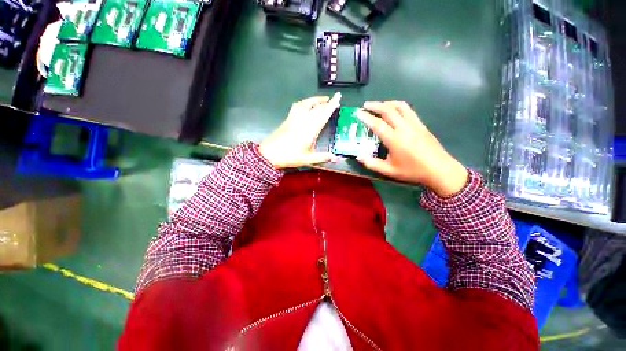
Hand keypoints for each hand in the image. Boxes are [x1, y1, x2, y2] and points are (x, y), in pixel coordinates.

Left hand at [259, 93, 340, 168]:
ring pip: (306, 103)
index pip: (323, 114)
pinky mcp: (288, 118)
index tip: (338, 96)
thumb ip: (323, 157)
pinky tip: (306, 105)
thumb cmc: (290, 156)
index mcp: (310, 129)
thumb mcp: (308, 159)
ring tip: (323, 100)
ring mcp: (294, 118)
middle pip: (316, 107)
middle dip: (326, 102)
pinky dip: (305, 102)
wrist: (269, 154)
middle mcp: (303, 120)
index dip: (331, 105)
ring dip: (316, 100)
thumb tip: (337, 158)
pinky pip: (298, 106)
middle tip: (334, 99)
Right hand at [356, 101, 468, 196]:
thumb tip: (358, 157)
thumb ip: (372, 164)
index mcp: (394, 140)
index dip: (366, 117)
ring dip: (387, 103)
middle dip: (375, 106)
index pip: (377, 124)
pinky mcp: (421, 124)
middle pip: (388, 110)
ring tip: (379, 105)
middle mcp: (404, 128)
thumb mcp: (389, 171)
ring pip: (400, 106)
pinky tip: (394, 111)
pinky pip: (408, 110)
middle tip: (365, 105)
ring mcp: (414, 124)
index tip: (358, 113)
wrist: (439, 170)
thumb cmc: (412, 171)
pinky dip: (398, 106)